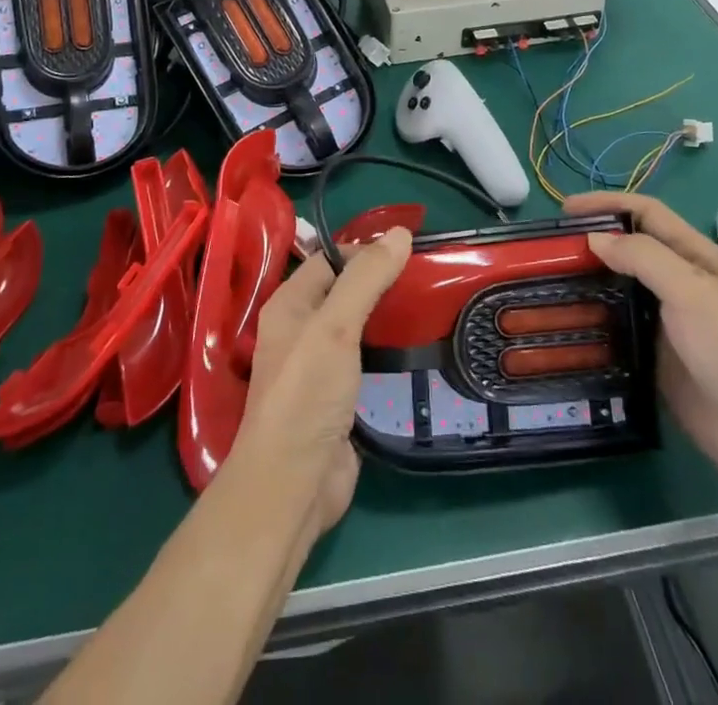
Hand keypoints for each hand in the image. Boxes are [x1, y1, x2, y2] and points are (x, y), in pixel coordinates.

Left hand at [230, 230, 412, 542]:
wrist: (294, 485)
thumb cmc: (307, 395)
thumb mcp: (335, 326)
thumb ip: (366, 279)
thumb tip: (399, 232)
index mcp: (289, 305)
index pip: (328, 260)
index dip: (363, 249)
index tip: (407, 247)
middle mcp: (300, 330)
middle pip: (343, 291)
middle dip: (379, 281)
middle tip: (426, 274)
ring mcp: (319, 366)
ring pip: (356, 326)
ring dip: (385, 315)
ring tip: (428, 303)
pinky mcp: (338, 398)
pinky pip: (365, 360)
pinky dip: (387, 350)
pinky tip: (415, 347)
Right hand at [567, 193, 717, 489]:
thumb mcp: (693, 291)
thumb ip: (644, 258)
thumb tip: (595, 239)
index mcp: (696, 258)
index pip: (646, 214)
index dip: (607, 204)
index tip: (564, 211)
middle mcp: (681, 285)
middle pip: (629, 252)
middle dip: (591, 244)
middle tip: (545, 253)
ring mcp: (669, 326)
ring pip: (619, 294)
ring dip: (588, 287)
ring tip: (544, 288)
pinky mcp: (657, 363)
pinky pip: (618, 335)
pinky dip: (594, 327)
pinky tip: (565, 330)